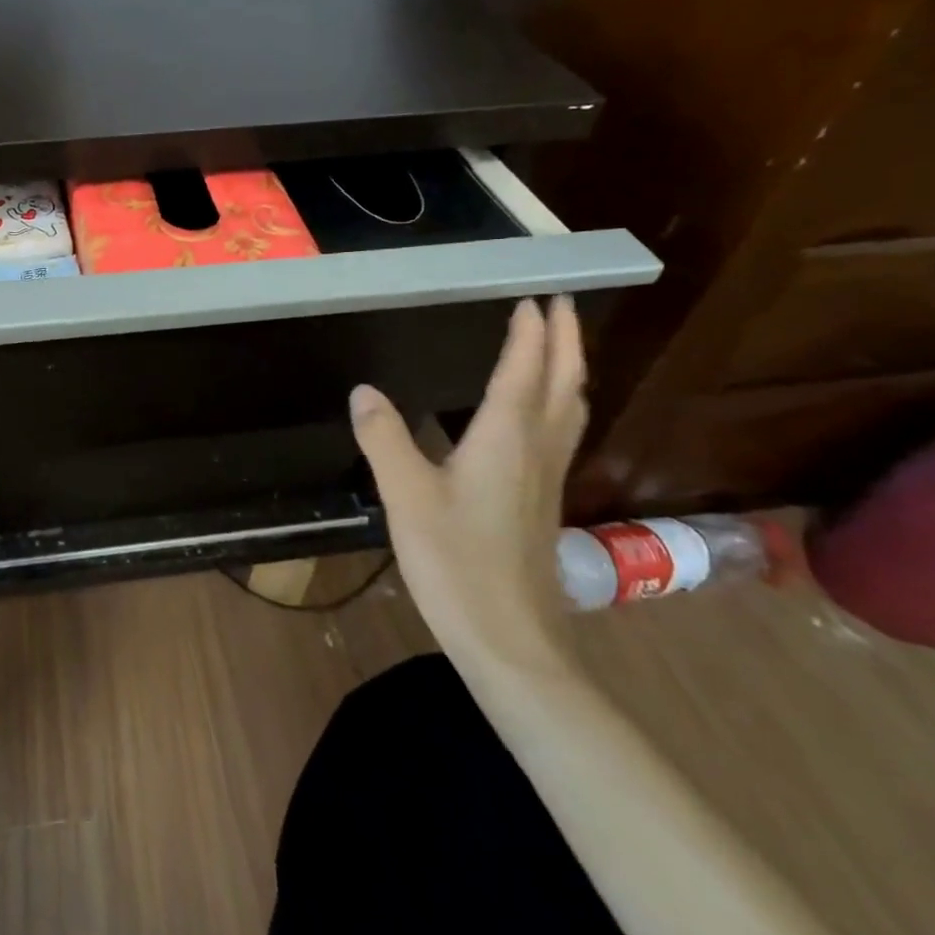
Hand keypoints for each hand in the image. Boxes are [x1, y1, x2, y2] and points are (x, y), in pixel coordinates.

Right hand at [349, 297, 585, 679]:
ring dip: (569, 369)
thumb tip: (363, 391)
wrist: (510, 639)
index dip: (530, 331)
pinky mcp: (543, 502)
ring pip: (571, 408)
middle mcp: (537, 448)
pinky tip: (540, 416)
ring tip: (559, 346)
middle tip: (560, 305)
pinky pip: (561, 432)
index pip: (525, 368)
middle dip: (565, 340)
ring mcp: (547, 478)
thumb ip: (384, 438)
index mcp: (506, 437)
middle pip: (564, 382)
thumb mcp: (405, 495)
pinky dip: (559, 403)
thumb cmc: (456, 561)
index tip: (532, 296)